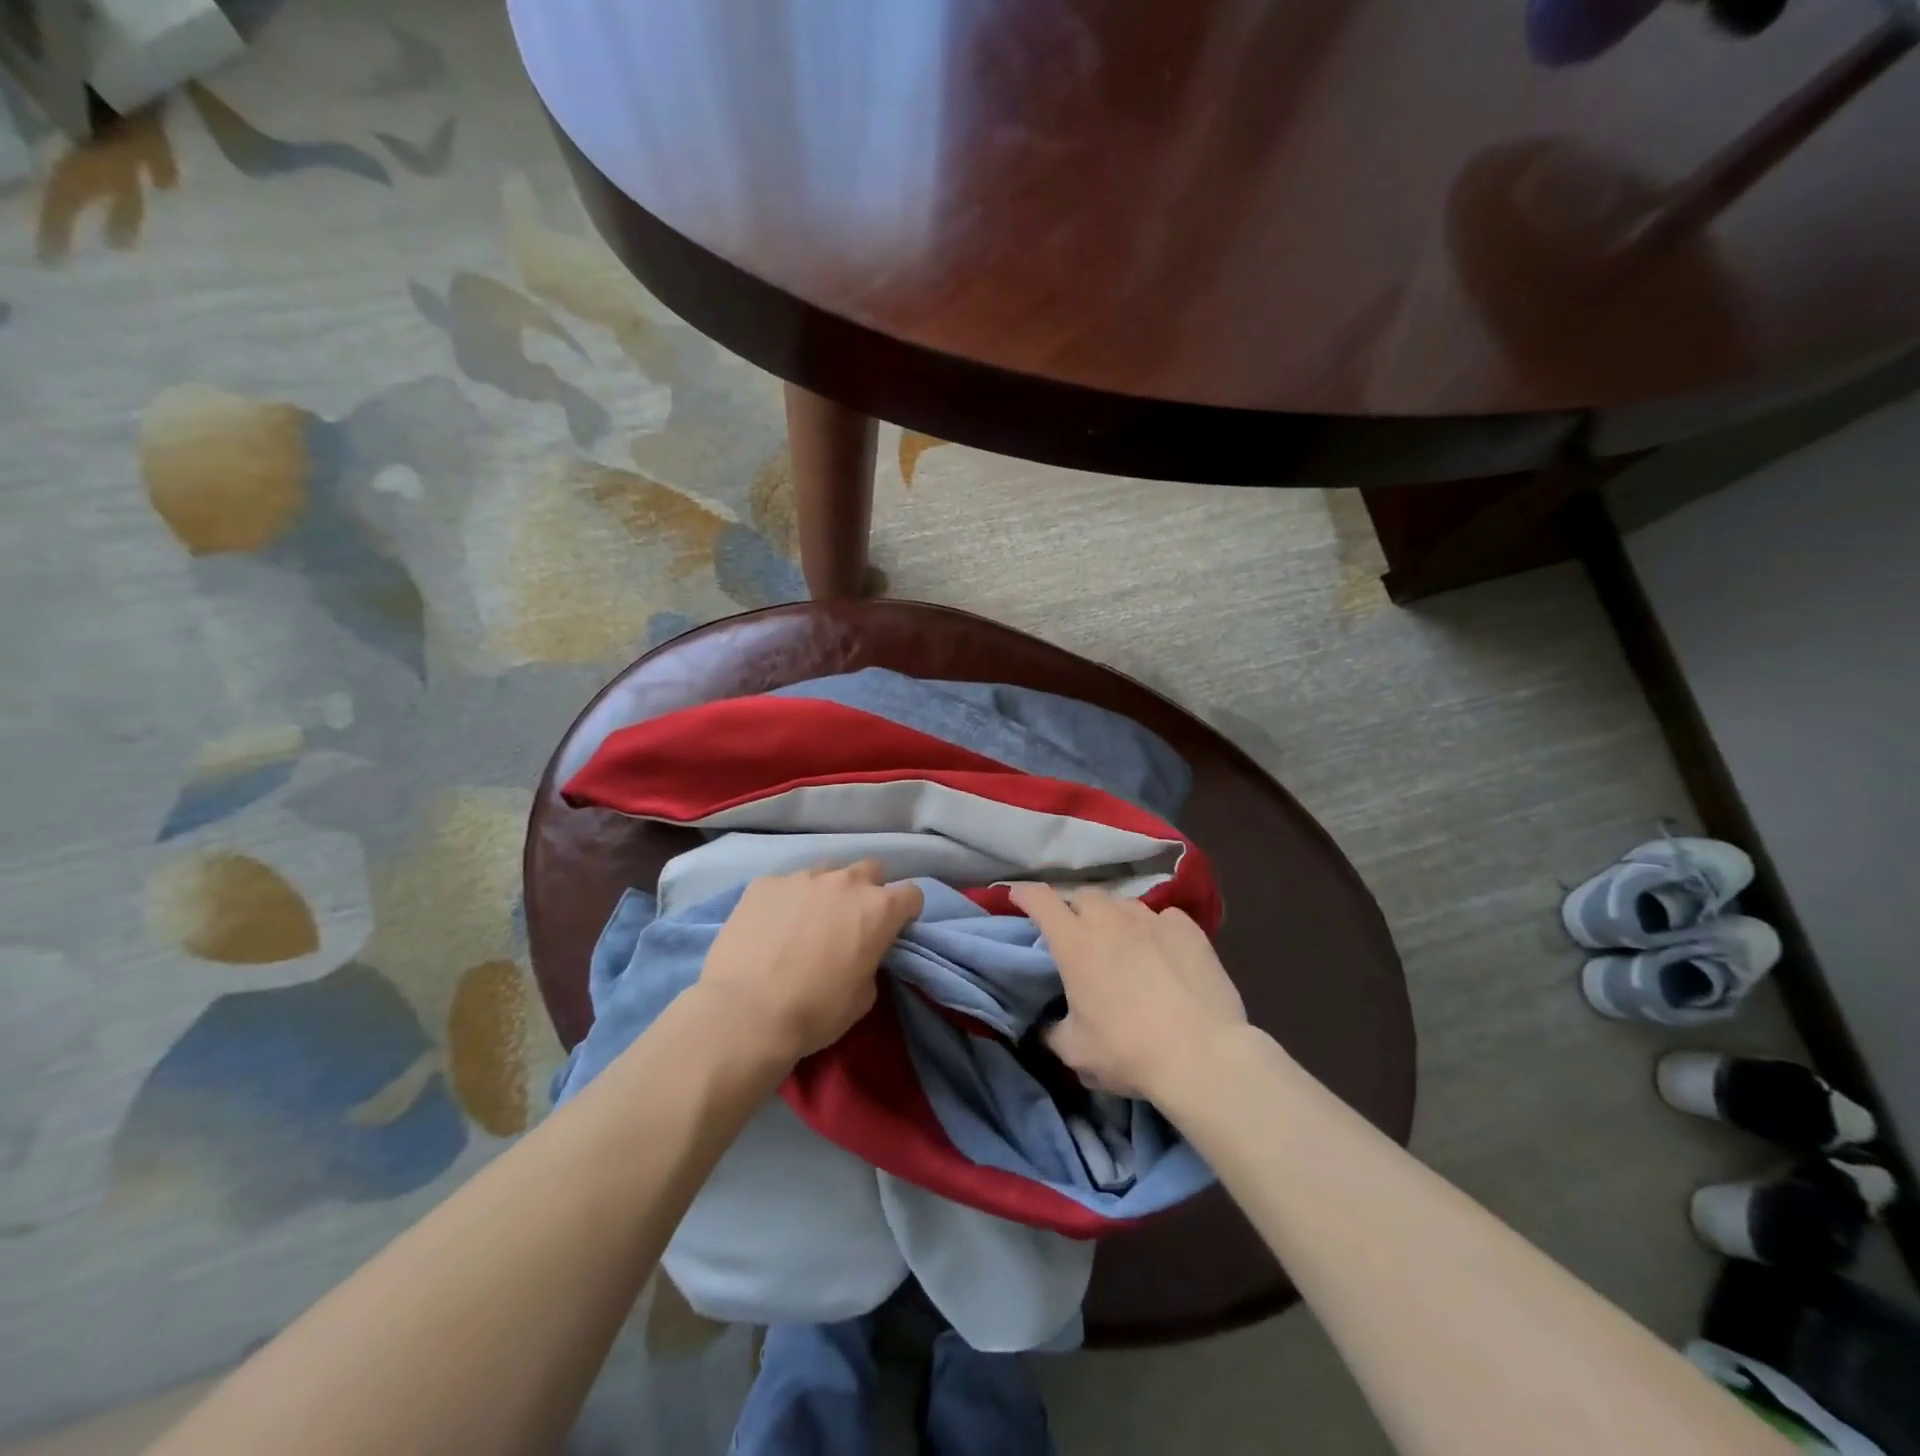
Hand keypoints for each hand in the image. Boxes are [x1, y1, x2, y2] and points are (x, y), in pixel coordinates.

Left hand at [698, 861, 923, 1066]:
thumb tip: (860, 953)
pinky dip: (787, 901)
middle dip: (868, 891)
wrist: (745, 1013)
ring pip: (827, 872)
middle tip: (852, 921)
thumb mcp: (863, 996)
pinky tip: (771, 927)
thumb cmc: (815, 1012)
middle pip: (871, 869)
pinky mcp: (764, 883)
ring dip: (827, 892)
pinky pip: (786, 884)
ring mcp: (802, 877)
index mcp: (879, 909)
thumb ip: (871, 960)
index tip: (894, 930)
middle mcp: (845, 882)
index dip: (906, 912)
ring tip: (808, 921)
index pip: (912, 893)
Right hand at [1010, 883, 1245, 1101]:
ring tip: (1121, 943)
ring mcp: (1152, 919)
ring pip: (1123, 904)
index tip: (1018, 897)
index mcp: (1075, 943)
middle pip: (1084, 896)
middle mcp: (1110, 920)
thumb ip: (1053, 1031)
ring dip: (1114, 918)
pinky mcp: (1188, 928)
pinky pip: (1162, 917)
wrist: (1203, 1055)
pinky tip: (1162, 951)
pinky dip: (1154, 929)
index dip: (1026, 894)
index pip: (1041, 900)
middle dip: (1074, 909)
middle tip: (1078, 935)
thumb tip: (1046, 1025)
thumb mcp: (1076, 1052)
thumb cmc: (1130, 1052)